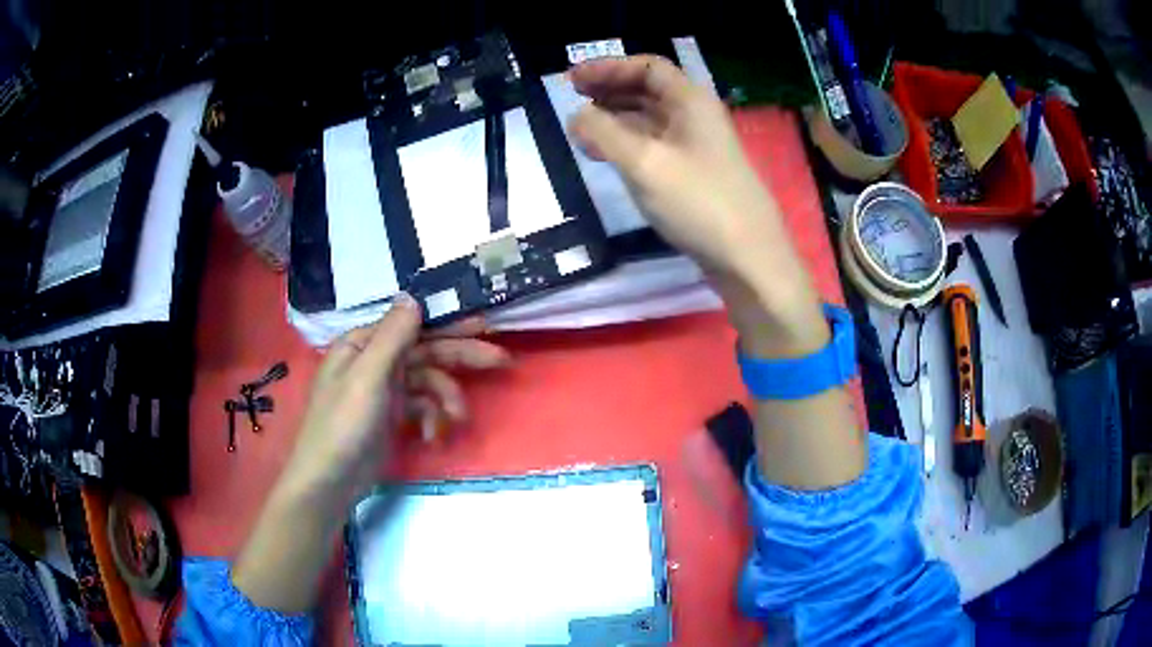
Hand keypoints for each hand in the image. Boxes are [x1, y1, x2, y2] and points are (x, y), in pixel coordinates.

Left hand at [234, 294, 509, 612]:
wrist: (331, 481)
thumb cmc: (344, 425)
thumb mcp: (367, 377)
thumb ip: (393, 336)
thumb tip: (414, 295)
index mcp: (363, 344)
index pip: (413, 325)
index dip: (449, 323)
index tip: (484, 325)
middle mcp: (375, 360)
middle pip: (425, 351)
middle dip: (461, 358)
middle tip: (501, 360)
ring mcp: (384, 388)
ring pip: (427, 382)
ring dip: (447, 399)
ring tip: (459, 419)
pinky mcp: (391, 414)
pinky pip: (421, 406)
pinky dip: (431, 418)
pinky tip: (432, 436)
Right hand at [567, 56, 825, 356]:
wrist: (748, 258)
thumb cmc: (699, 202)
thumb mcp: (644, 162)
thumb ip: (604, 133)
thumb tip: (577, 116)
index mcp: (691, 101)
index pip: (647, 67)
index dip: (609, 67)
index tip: (573, 79)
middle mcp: (696, 117)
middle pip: (648, 90)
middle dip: (609, 89)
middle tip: (573, 98)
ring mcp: (697, 147)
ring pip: (650, 119)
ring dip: (615, 118)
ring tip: (581, 129)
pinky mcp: (694, 174)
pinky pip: (655, 146)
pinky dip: (628, 144)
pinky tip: (606, 156)